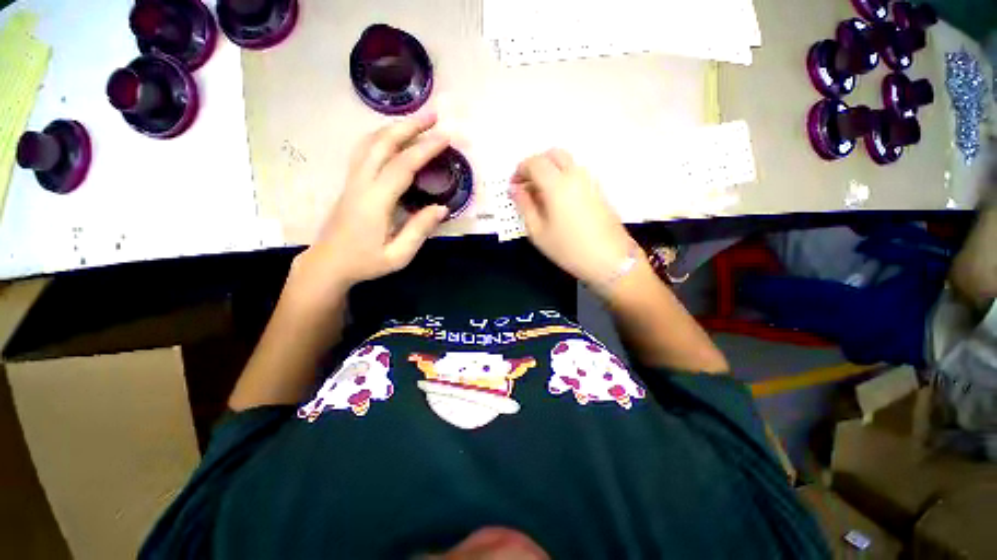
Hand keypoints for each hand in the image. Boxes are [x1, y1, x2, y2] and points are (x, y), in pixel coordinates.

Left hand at [286, 112, 449, 307]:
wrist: (328, 263)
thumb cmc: (365, 262)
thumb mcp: (398, 255)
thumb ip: (419, 230)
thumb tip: (441, 208)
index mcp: (375, 202)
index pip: (402, 166)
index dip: (425, 149)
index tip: (445, 137)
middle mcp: (361, 183)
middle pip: (383, 144)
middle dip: (409, 126)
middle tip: (433, 116)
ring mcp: (352, 180)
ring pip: (370, 142)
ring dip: (394, 127)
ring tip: (416, 122)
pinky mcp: (350, 182)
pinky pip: (364, 150)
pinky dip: (381, 137)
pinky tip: (392, 138)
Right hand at [510, 149, 635, 293]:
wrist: (610, 260)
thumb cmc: (569, 249)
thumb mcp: (538, 232)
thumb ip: (524, 206)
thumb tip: (515, 189)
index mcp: (557, 184)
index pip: (535, 162)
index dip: (520, 170)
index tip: (513, 186)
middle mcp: (575, 175)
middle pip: (553, 154)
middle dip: (536, 164)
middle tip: (527, 185)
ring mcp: (590, 181)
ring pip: (567, 162)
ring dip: (550, 170)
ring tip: (541, 195)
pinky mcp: (598, 190)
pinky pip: (577, 173)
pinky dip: (563, 177)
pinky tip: (558, 201)